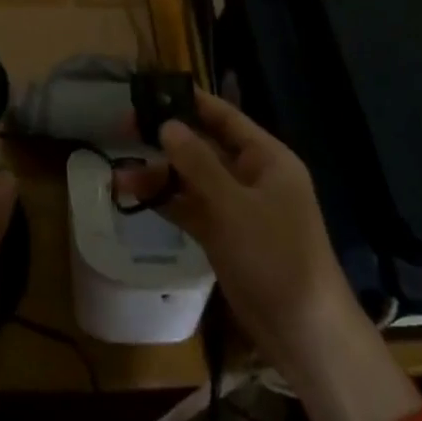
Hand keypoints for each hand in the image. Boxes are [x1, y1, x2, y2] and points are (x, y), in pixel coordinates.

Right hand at [114, 93, 421, 420]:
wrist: (303, 331)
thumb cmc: (276, 255)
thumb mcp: (233, 205)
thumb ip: (197, 163)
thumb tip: (167, 125)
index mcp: (266, 158)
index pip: (224, 117)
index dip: (189, 101)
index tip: (151, 90)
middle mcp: (251, 176)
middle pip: (203, 146)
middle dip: (165, 139)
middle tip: (123, 129)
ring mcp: (236, 206)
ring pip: (191, 179)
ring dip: (159, 175)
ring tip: (118, 176)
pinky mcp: (223, 234)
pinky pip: (190, 207)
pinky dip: (165, 201)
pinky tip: (134, 196)